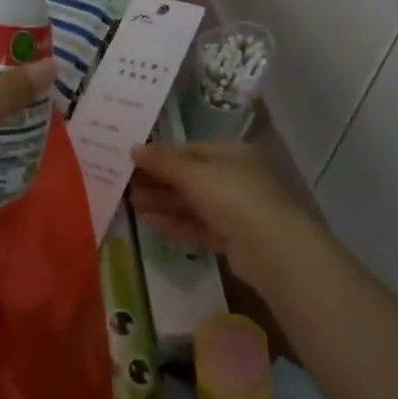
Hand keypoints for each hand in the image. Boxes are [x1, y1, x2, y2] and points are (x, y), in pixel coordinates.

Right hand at [128, 141, 320, 291]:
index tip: (132, 160)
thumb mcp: (193, 174)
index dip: (161, 155)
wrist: (272, 250)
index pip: (190, 150)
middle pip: (189, 178)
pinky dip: (173, 222)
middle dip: (158, 181)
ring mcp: (235, 210)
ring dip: (162, 202)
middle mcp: (235, 179)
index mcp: (232, 154)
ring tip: (130, 202)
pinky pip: (197, 225)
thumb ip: (162, 162)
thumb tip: (132, 148)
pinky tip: (148, 220)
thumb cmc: (233, 196)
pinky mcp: (231, 239)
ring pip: (192, 203)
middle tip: (125, 183)